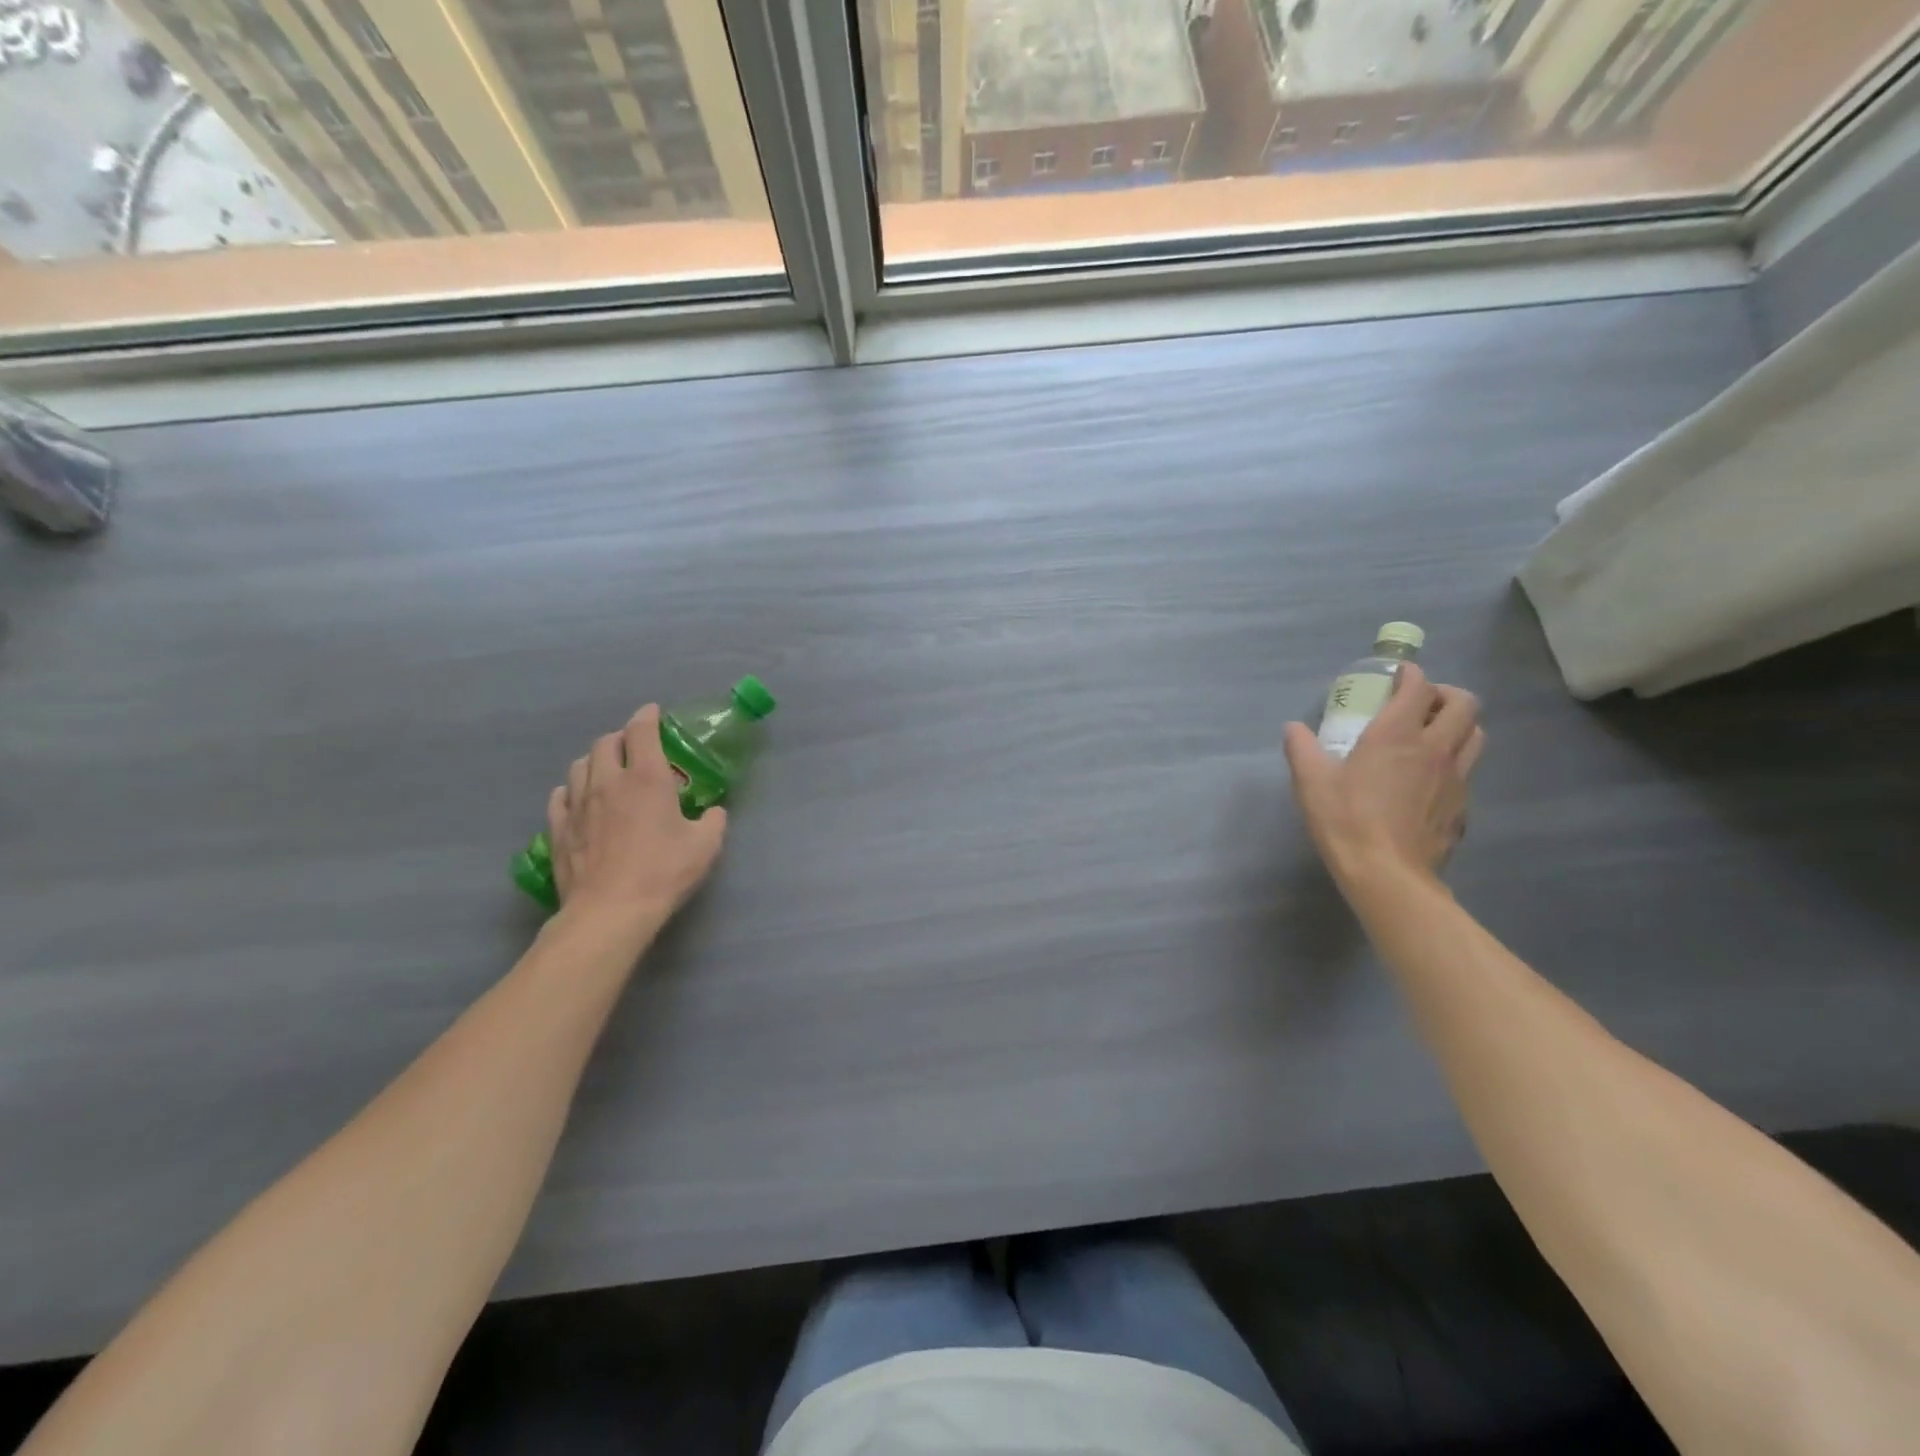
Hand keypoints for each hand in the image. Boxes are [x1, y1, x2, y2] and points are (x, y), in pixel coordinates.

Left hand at [545, 705, 727, 927]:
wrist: (611, 910)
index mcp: (647, 778)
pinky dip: (572, 789)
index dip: (647, 716)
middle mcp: (609, 782)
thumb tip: (713, 812)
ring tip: (608, 770)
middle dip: (620, 737)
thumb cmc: (664, 872)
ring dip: (595, 760)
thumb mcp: (706, 845)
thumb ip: (712, 821)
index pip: (642, 731)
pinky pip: (560, 796)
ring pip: (580, 765)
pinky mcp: (560, 829)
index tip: (653, 713)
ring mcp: (579, 804)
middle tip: (634, 746)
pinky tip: (579, 798)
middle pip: (605, 743)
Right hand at [1284, 663, 1484, 893]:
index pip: (1418, 688)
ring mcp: (1456, 778)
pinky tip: (1431, 779)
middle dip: (1445, 694)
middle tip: (1422, 703)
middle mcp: (1434, 748)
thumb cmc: (1345, 821)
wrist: (1387, 874)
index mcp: (1397, 735)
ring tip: (1434, 734)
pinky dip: (1455, 762)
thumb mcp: (1310, 782)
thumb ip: (1301, 749)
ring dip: (1459, 724)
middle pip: (1464, 704)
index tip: (1398, 675)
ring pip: (1475, 734)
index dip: (1411, 674)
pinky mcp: (1462, 806)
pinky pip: (1468, 770)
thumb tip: (1293, 728)